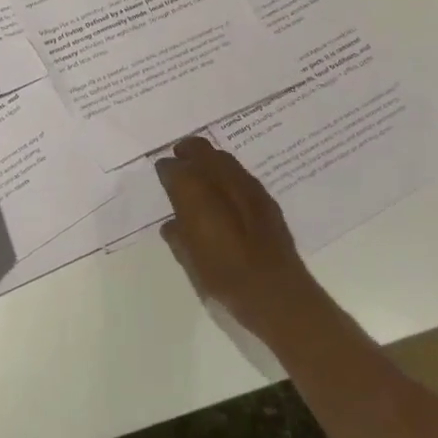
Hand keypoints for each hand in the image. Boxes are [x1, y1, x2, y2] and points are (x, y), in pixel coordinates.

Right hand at [157, 136, 315, 339]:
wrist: (275, 290)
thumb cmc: (222, 274)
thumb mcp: (188, 258)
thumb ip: (177, 234)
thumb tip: (173, 224)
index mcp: (193, 189)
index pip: (172, 166)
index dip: (165, 169)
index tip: (162, 176)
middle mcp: (219, 177)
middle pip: (199, 147)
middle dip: (187, 151)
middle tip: (179, 161)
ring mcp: (246, 184)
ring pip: (223, 157)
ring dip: (210, 161)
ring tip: (203, 179)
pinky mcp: (266, 197)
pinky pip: (241, 175)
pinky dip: (230, 177)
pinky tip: (228, 197)